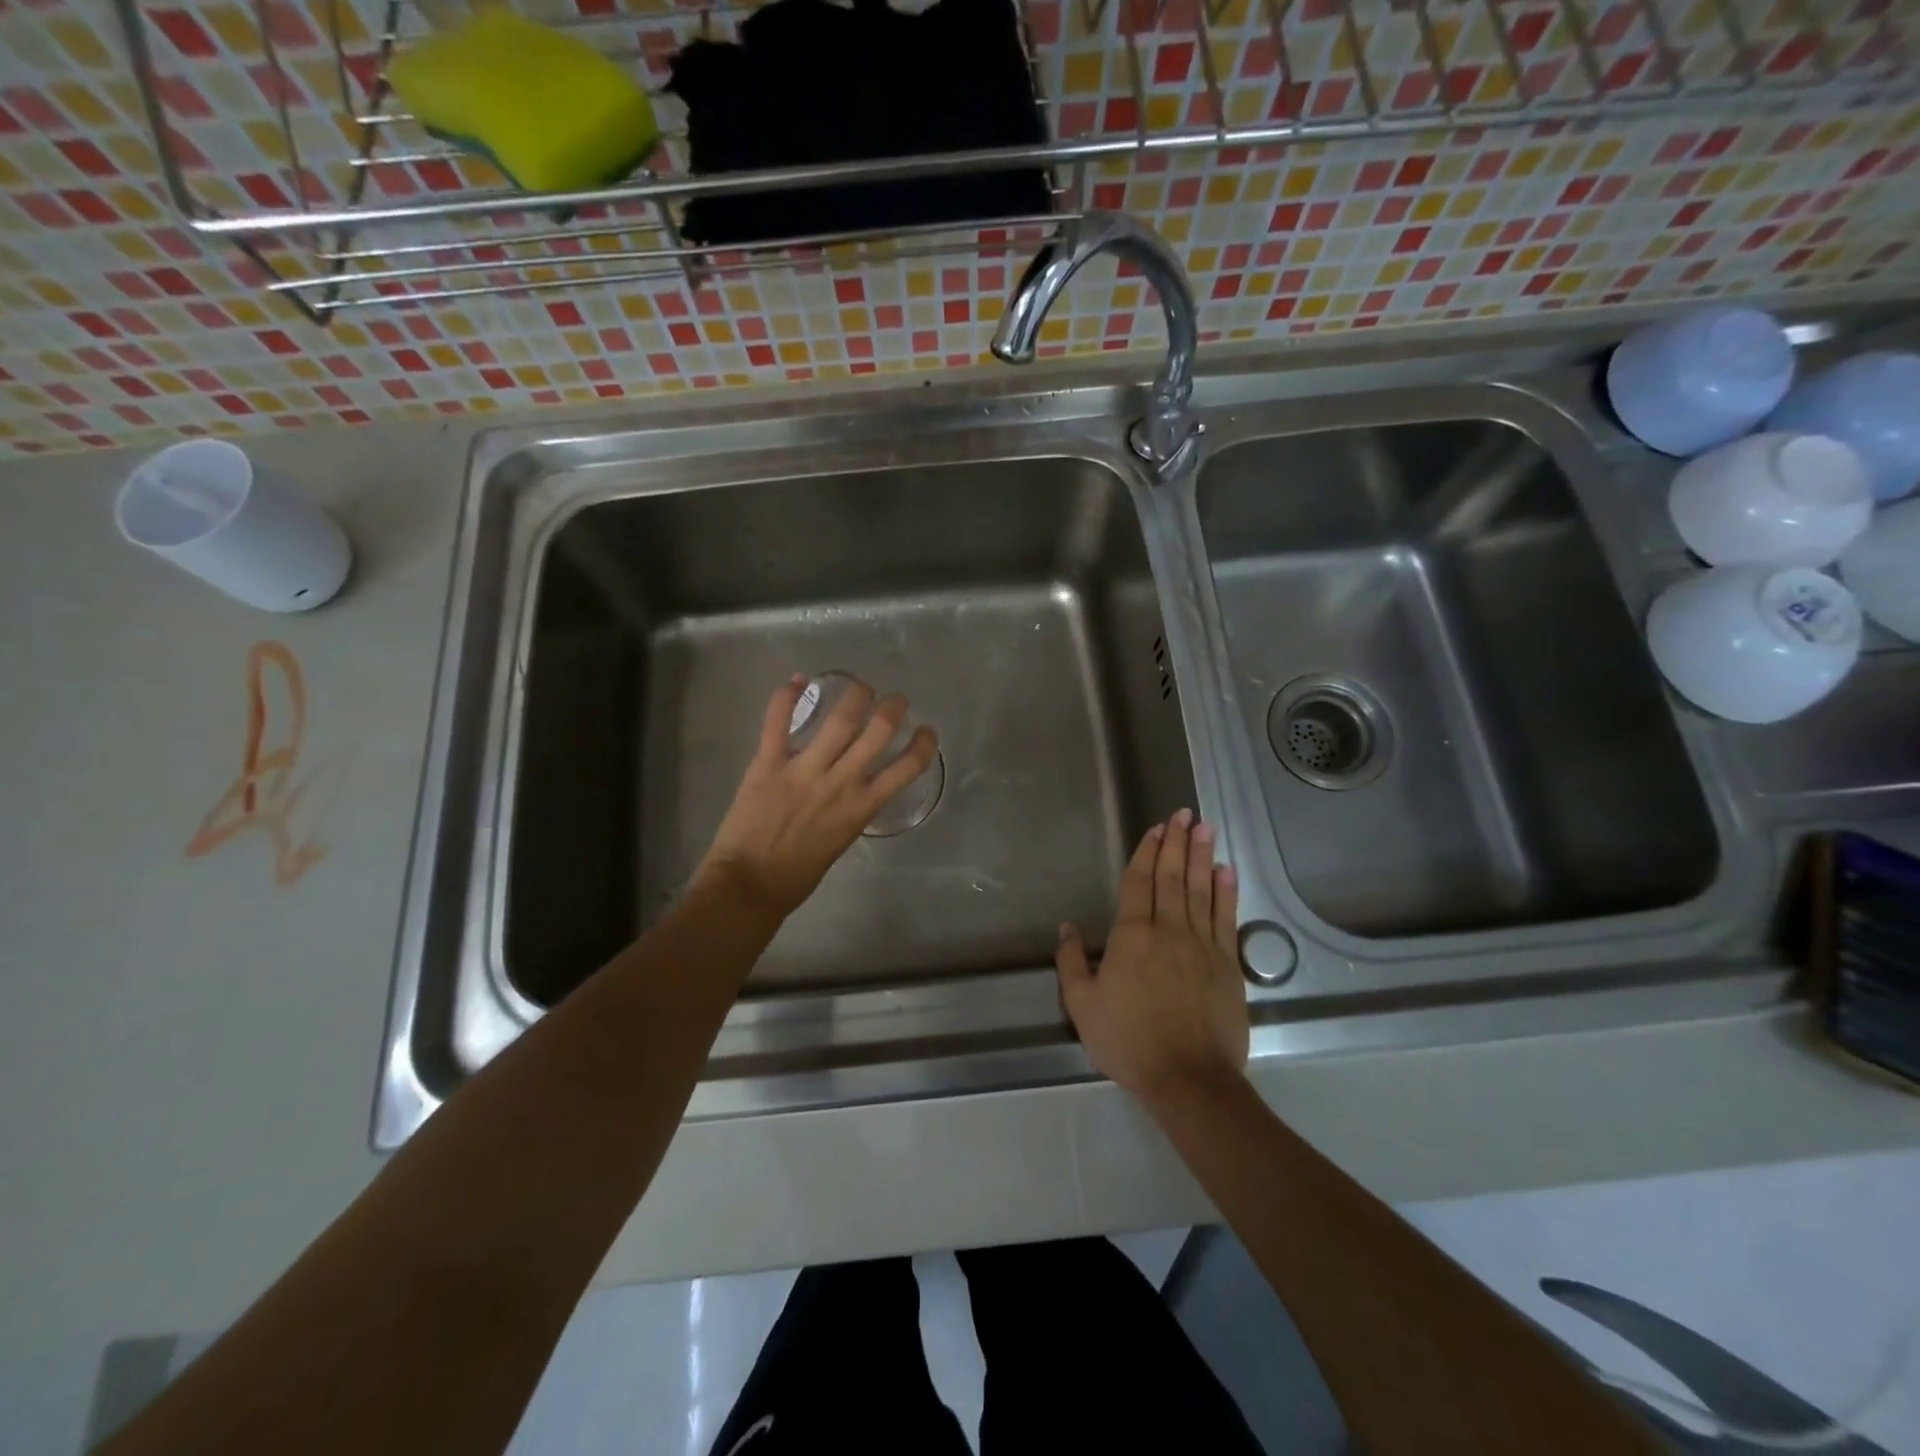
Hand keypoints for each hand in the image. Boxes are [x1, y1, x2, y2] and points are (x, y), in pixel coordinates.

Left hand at [698, 675, 937, 920]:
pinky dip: (787, 696)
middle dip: (893, 708)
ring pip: (839, 719)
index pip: (906, 768)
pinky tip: (798, 680)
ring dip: (856, 695)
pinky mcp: (769, 763)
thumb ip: (851, 809)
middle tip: (895, 700)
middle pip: (877, 731)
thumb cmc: (797, 874)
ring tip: (861, 686)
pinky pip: (778, 721)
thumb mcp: (841, 840)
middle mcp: (841, 782)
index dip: (923, 744)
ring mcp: (804, 769)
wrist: (750, 885)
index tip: (926, 731)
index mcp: (862, 807)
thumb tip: (854, 788)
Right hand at [1055, 810, 1247, 1103]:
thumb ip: (1071, 962)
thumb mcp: (1082, 1005)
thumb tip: (1068, 925)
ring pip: (1201, 890)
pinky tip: (1227, 871)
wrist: (1189, 1078)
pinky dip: (1227, 892)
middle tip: (1184, 814)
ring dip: (1203, 857)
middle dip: (1177, 843)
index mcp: (1132, 936)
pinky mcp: (1227, 964)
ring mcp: (1202, 945)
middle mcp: (1169, 930)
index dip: (1147, 852)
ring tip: (1205, 828)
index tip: (1156, 828)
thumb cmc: (1129, 1041)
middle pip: (1172, 877)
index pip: (1139, 883)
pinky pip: (1226, 918)